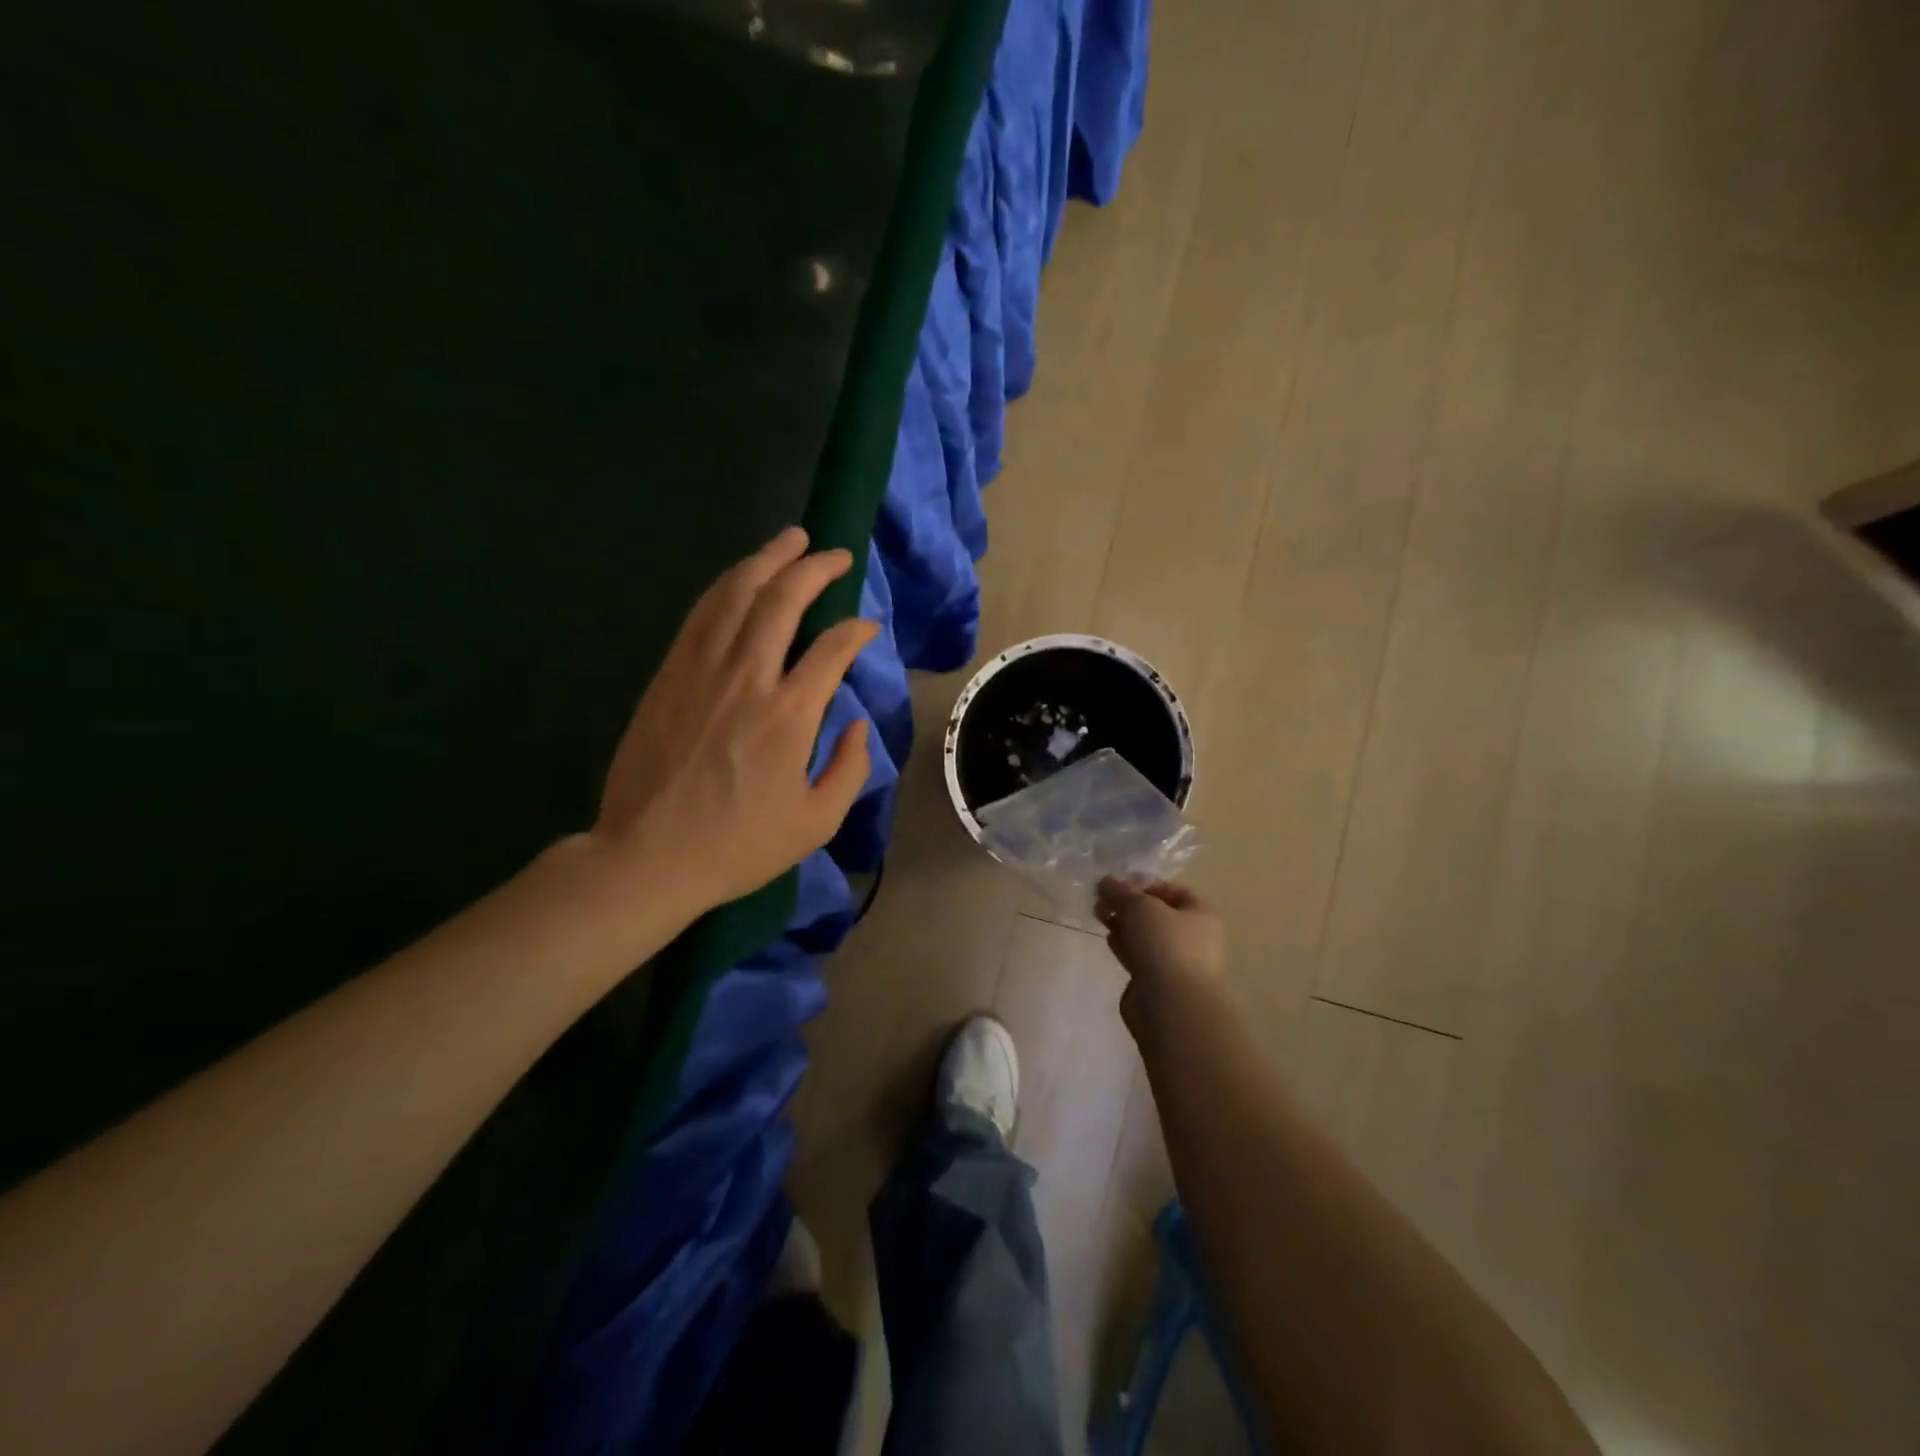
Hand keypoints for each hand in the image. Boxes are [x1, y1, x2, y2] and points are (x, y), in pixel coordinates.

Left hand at [592, 527, 878, 915]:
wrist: (648, 856)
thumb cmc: (738, 846)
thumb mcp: (816, 822)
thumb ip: (850, 768)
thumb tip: (858, 722)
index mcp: (790, 715)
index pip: (833, 648)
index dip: (856, 629)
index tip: (867, 625)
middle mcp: (747, 678)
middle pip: (782, 601)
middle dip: (814, 567)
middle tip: (834, 553)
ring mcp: (701, 671)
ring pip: (737, 594)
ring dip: (767, 559)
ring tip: (790, 539)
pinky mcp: (669, 674)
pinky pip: (702, 614)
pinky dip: (727, 586)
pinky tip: (742, 576)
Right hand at [1096, 877, 1224, 1025]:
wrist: (1170, 1005)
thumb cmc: (1165, 944)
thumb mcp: (1140, 906)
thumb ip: (1121, 891)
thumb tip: (1106, 881)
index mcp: (1201, 915)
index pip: (1175, 890)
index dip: (1147, 884)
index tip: (1120, 884)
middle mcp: (1193, 937)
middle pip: (1158, 913)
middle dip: (1129, 904)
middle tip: (1102, 899)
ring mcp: (1175, 962)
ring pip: (1146, 935)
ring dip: (1123, 923)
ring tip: (1099, 914)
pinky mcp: (1156, 982)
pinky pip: (1138, 956)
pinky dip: (1124, 945)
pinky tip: (1108, 938)